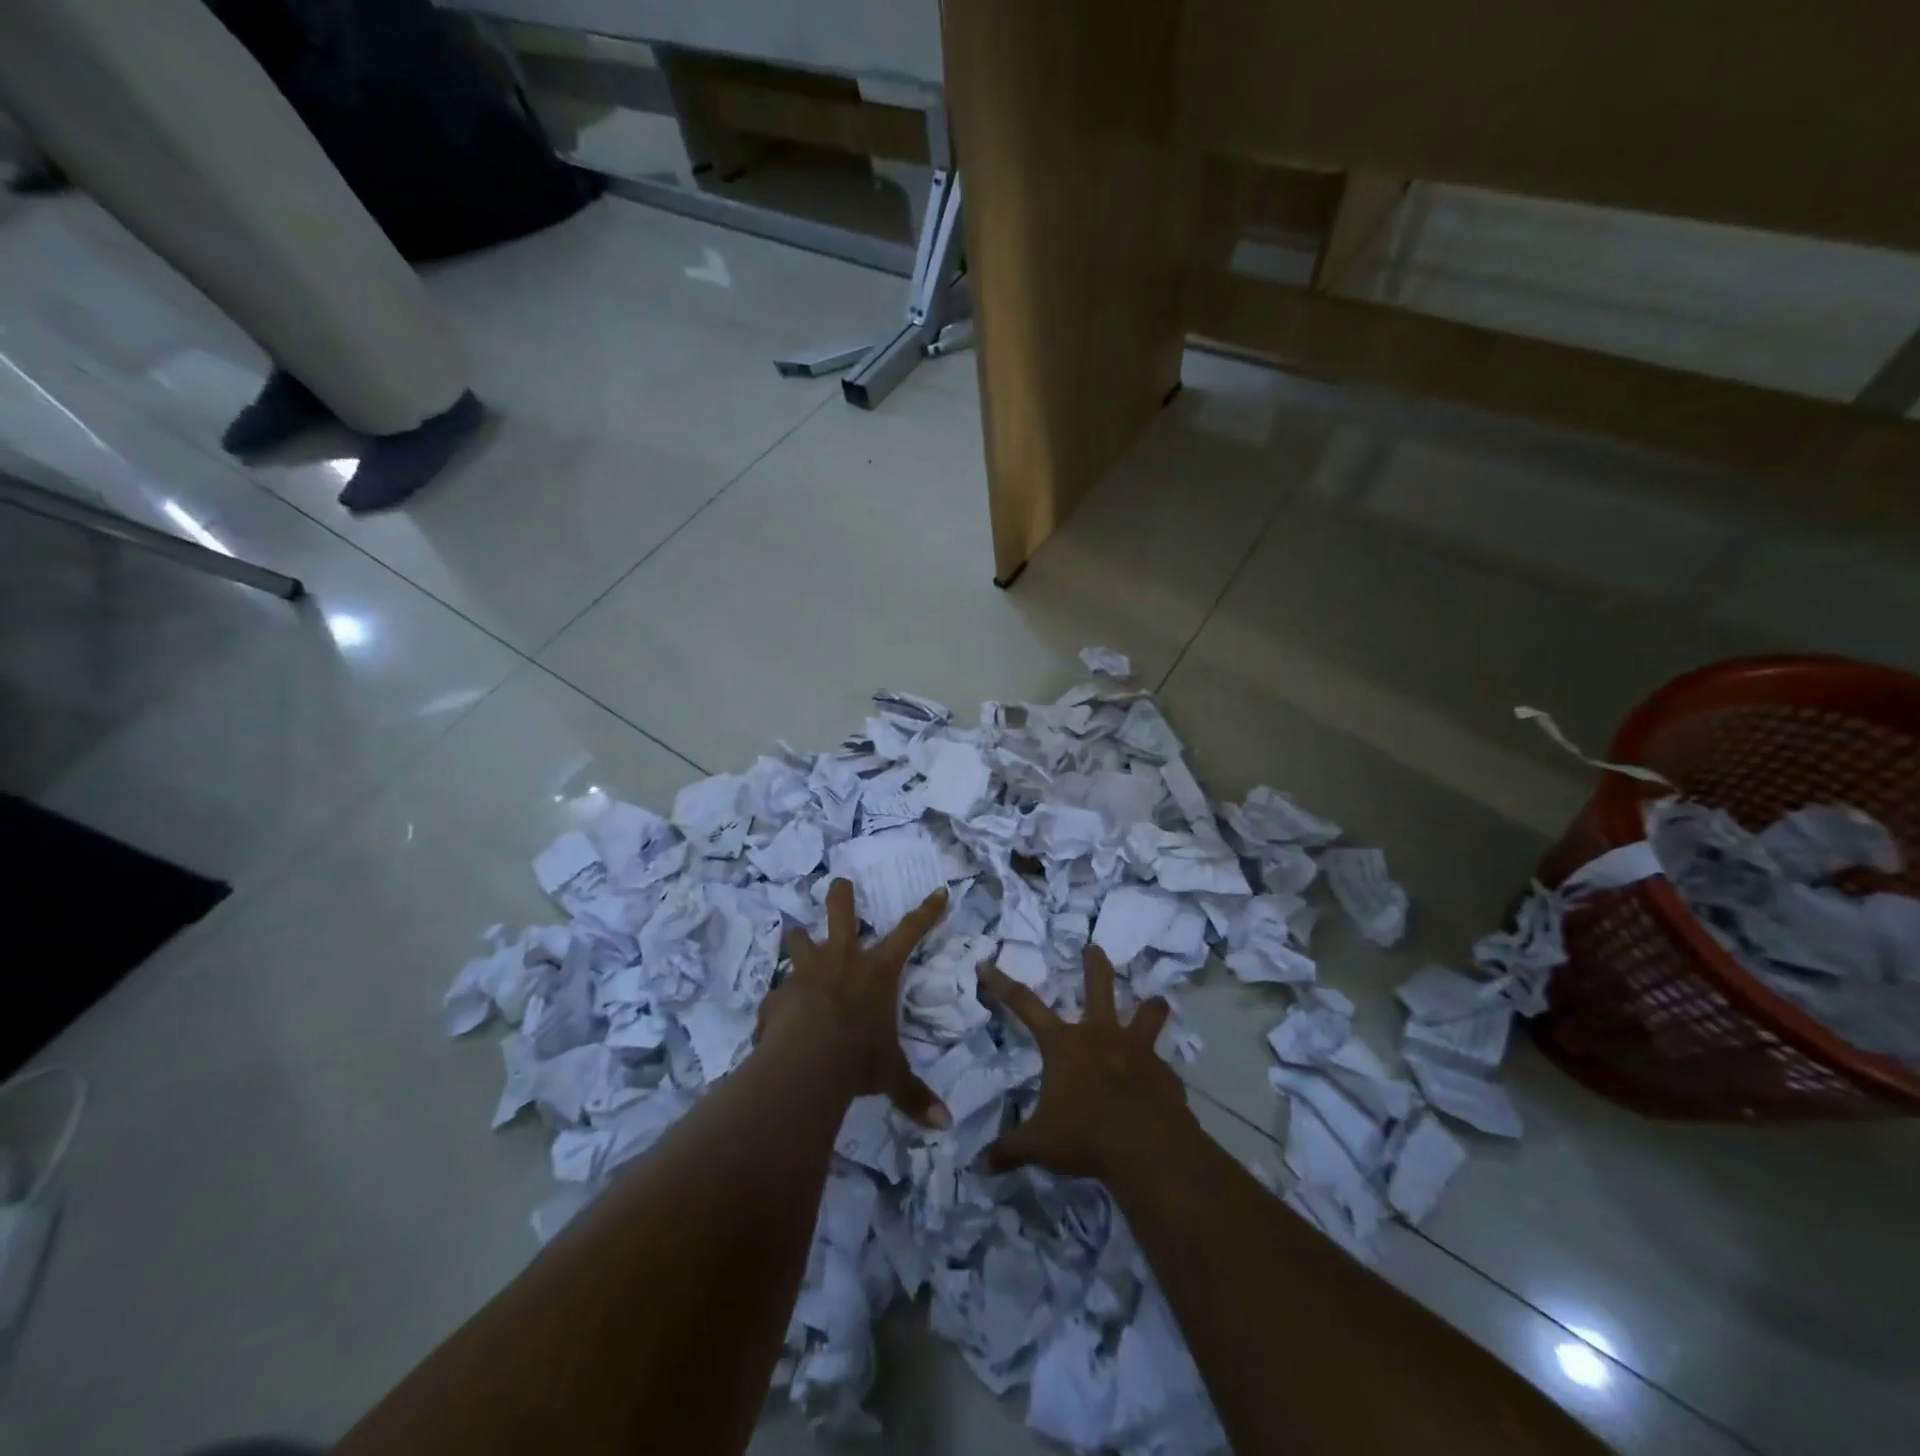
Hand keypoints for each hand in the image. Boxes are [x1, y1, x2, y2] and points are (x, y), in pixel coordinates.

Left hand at [757, 877, 951, 1127]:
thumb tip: (945, 1127)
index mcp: (877, 971)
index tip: (939, 891)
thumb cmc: (858, 1058)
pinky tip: (776, 1019)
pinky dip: (779, 1003)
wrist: (804, 1063)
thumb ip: (913, 1096)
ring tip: (796, 937)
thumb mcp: (890, 1076)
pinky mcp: (778, 994)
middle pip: (841, 913)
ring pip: (800, 942)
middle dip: (841, 896)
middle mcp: (842, 961)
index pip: (910, 933)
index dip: (927, 912)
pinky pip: (778, 994)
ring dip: (800, 941)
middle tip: (839, 881)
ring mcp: (806, 973)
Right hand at [976, 945, 1193, 1179]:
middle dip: (1095, 965)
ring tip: (1155, 1000)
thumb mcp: (1039, 1145)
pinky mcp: (1164, 1072)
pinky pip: (1162, 1066)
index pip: (1024, 1005)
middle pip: (1099, 987)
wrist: (1146, 1147)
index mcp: (1064, 1044)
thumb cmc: (1085, 1136)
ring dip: (1151, 1007)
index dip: (1002, 983)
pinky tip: (1160, 1086)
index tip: (987, 963)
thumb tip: (978, 1167)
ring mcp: (1137, 1049)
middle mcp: (1101, 1035)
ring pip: (1147, 1013)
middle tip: (1095, 947)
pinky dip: (1159, 1072)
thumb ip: (1009, 1150)